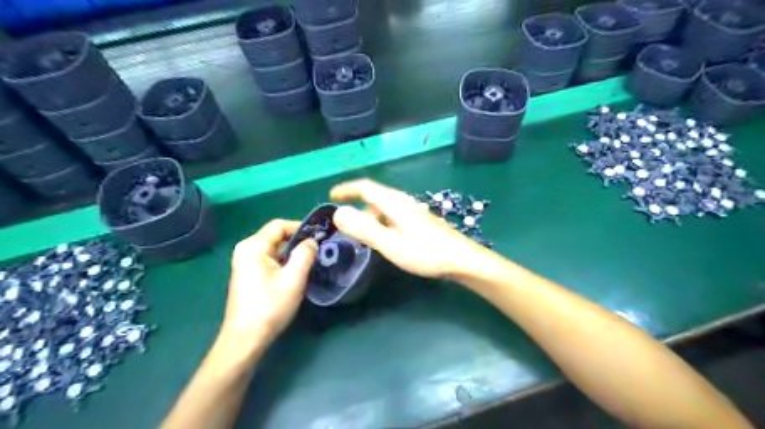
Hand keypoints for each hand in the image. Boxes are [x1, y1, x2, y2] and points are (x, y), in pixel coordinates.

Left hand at [220, 218, 318, 354]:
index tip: (321, 235)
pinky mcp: (249, 274)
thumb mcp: (293, 279)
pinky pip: (270, 259)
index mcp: (253, 246)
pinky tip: (298, 271)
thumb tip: (312, 241)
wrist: (246, 339)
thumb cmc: (270, 307)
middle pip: (276, 236)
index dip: (301, 227)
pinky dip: (285, 261)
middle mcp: (246, 249)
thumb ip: (305, 254)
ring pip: (275, 248)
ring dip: (293, 252)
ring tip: (313, 260)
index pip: (279, 225)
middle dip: (299, 240)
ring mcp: (245, 262)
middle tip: (320, 249)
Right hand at [331, 177, 485, 278]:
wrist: (462, 260)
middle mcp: (404, 202)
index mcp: (395, 203)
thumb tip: (338, 213)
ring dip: (370, 216)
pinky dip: (382, 222)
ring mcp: (414, 211)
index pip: (366, 187)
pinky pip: (394, 215)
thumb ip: (364, 229)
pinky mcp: (420, 221)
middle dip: (357, 205)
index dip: (347, 189)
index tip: (332, 196)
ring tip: (363, 235)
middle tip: (345, 223)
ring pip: (385, 207)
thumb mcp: (391, 244)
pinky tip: (386, 237)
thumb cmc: (426, 253)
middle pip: (375, 196)